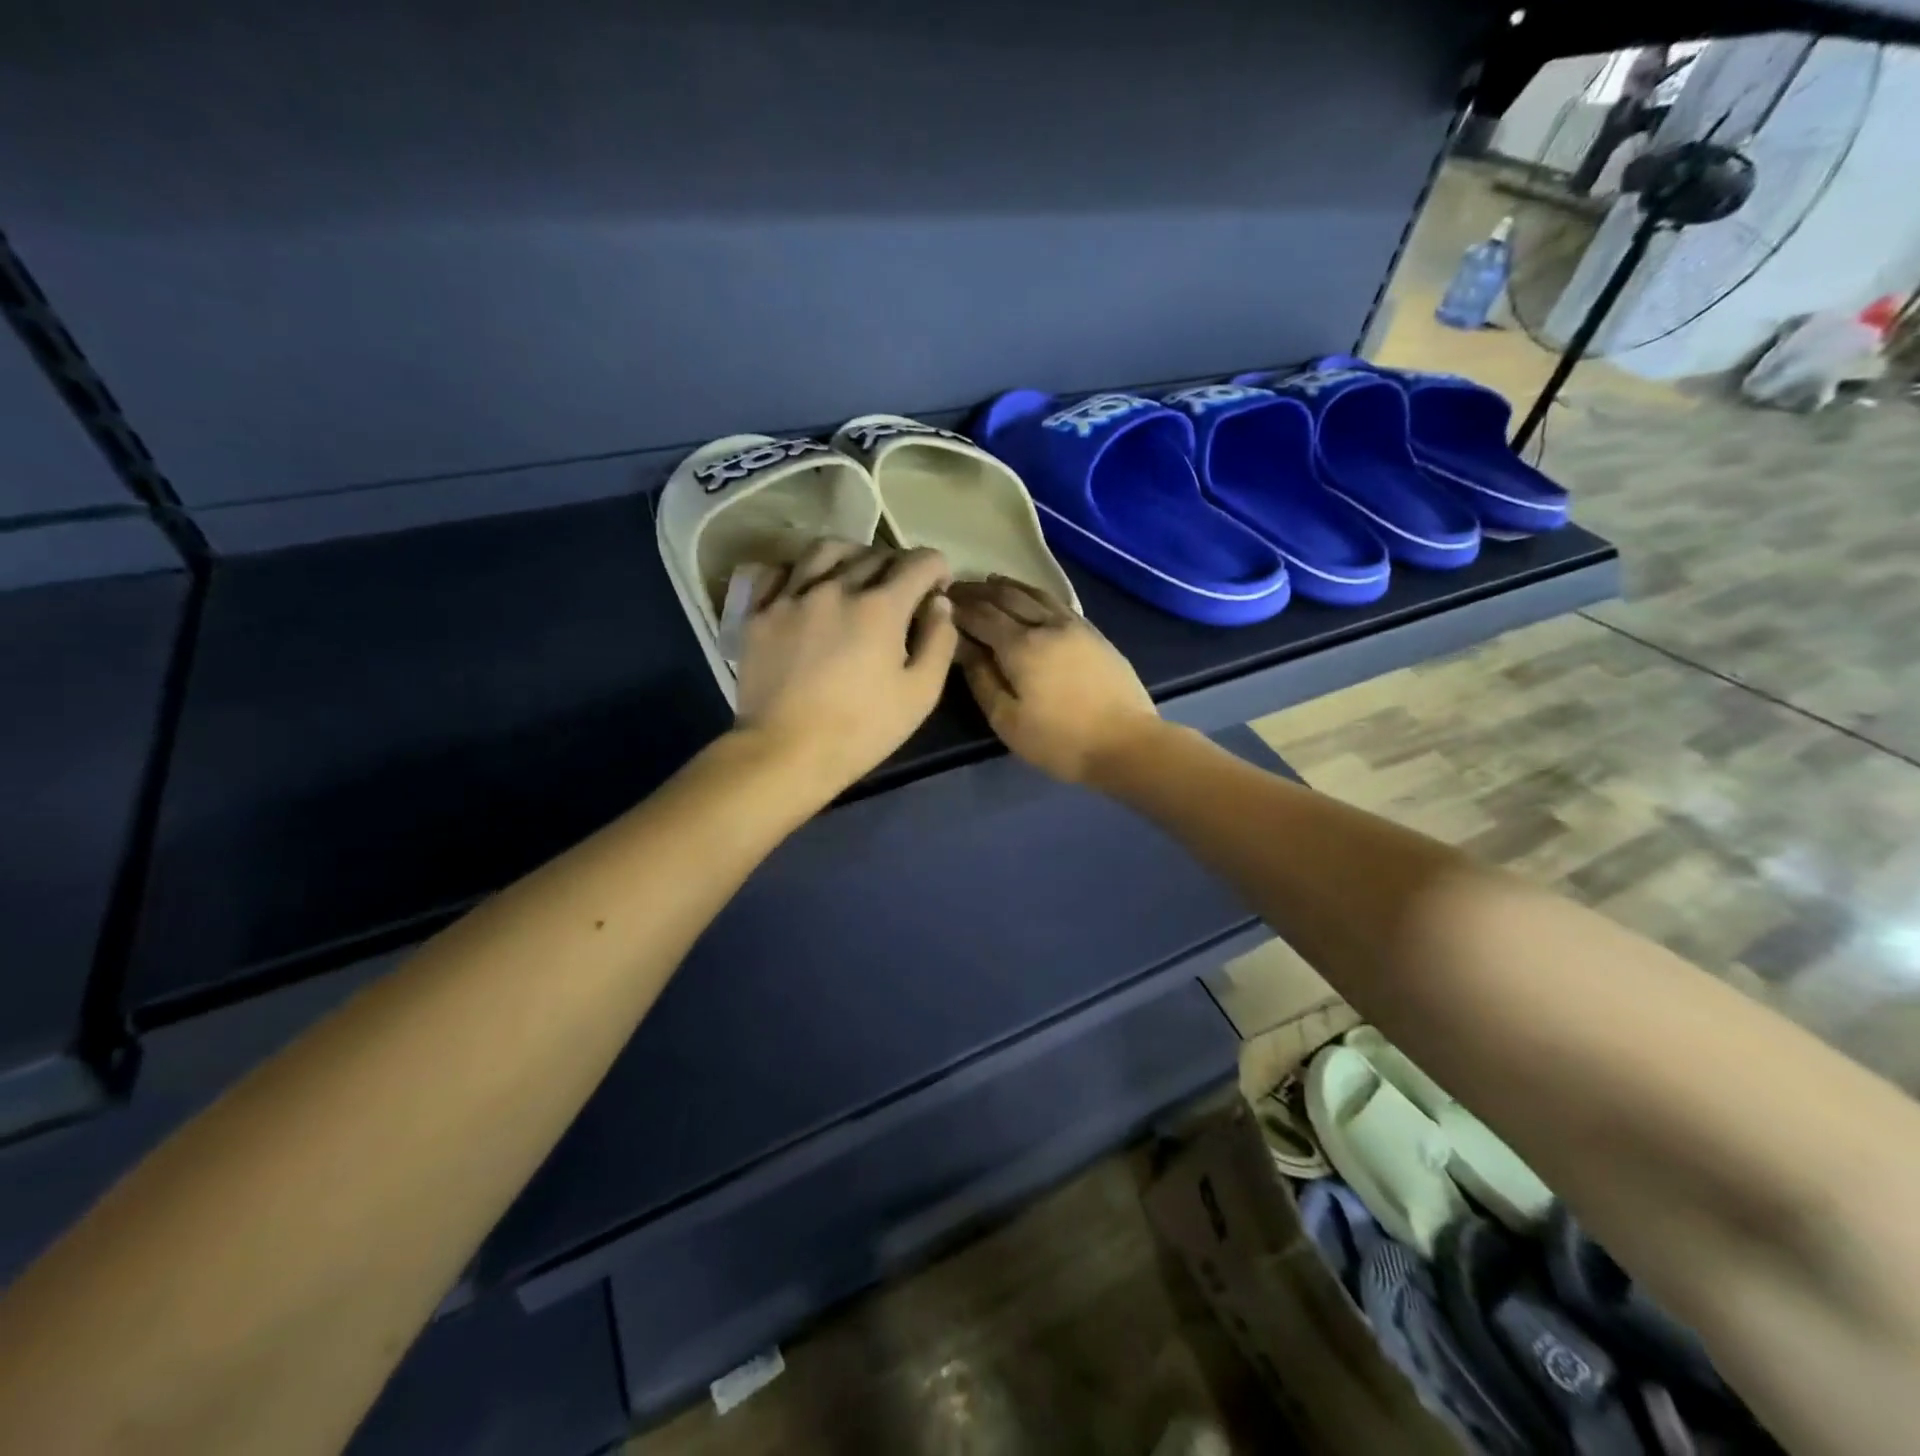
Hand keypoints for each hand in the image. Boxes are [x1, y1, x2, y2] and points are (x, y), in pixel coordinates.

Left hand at [733, 540, 957, 796]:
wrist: (785, 752)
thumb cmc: (862, 729)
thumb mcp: (921, 694)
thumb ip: (939, 642)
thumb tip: (939, 604)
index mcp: (881, 606)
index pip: (919, 562)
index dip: (937, 567)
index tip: (939, 587)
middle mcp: (836, 587)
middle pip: (875, 555)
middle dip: (899, 566)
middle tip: (904, 592)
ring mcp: (792, 596)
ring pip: (826, 550)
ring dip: (852, 555)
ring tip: (856, 575)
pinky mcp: (759, 613)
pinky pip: (778, 571)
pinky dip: (800, 571)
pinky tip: (807, 587)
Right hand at [949, 577, 1163, 783]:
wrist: (1126, 743)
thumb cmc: (1059, 740)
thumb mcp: (1007, 720)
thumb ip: (981, 679)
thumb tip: (963, 647)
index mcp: (1020, 645)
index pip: (981, 614)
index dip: (958, 606)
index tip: (939, 601)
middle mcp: (1046, 624)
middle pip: (1007, 596)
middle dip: (979, 590)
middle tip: (957, 588)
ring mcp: (1075, 625)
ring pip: (1035, 593)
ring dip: (1008, 586)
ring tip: (990, 583)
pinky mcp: (1094, 634)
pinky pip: (1056, 602)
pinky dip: (1034, 594)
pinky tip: (1030, 599)